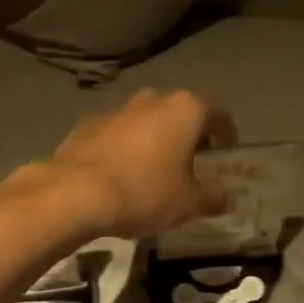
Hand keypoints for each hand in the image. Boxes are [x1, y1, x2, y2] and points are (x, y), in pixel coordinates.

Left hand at [43, 89, 236, 239]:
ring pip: (147, 118)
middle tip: (194, 158)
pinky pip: (117, 131)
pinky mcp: (87, 123)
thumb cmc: (145, 192)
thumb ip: (211, 198)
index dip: (226, 133)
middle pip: (180, 111)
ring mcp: (118, 108)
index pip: (217, 114)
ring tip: (156, 166)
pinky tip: (122, 170)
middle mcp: (153, 99)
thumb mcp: (188, 203)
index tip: (227, 149)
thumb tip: (227, 200)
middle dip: (189, 132)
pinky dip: (125, 145)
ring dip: (155, 136)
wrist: (76, 194)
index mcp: (185, 110)